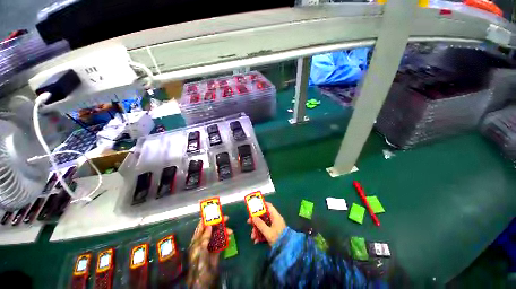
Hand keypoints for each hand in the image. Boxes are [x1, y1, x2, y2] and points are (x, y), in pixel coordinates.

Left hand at [187, 216, 232, 288]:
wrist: (202, 279)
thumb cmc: (198, 262)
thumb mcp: (200, 248)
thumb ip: (205, 237)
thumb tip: (210, 226)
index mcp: (197, 239)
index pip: (202, 225)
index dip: (208, 218)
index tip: (215, 212)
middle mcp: (204, 240)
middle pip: (212, 229)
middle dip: (219, 223)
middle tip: (227, 218)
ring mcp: (210, 246)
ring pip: (218, 234)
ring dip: (224, 231)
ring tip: (231, 231)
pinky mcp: (216, 251)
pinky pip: (221, 242)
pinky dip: (225, 239)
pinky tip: (229, 238)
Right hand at [247, 202, 285, 245]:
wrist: (287, 250)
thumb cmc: (278, 238)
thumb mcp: (268, 232)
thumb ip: (260, 224)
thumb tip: (253, 217)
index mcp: (275, 216)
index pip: (268, 206)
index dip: (261, 205)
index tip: (254, 207)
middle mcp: (275, 219)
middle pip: (264, 216)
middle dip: (256, 220)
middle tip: (249, 222)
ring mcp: (274, 226)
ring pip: (264, 224)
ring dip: (257, 230)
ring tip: (253, 237)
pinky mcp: (274, 233)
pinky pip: (266, 231)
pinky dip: (261, 235)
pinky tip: (256, 241)